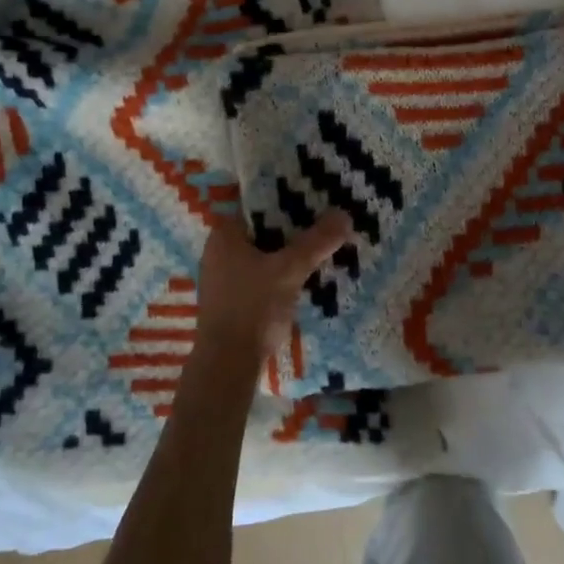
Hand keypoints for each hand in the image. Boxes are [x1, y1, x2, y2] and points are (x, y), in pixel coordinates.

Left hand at [193, 211, 352, 365]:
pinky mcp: (232, 299)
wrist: (228, 365)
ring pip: (263, 253)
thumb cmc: (252, 308)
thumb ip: (316, 242)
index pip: (257, 203)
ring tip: (321, 245)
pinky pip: (261, 274)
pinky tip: (305, 275)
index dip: (286, 198)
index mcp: (224, 234)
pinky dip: (281, 271)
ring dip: (288, 251)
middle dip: (293, 226)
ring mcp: (223, 276)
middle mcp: (219, 250)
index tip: (314, 198)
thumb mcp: (289, 270)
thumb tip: (345, 213)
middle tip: (324, 221)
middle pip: (262, 229)